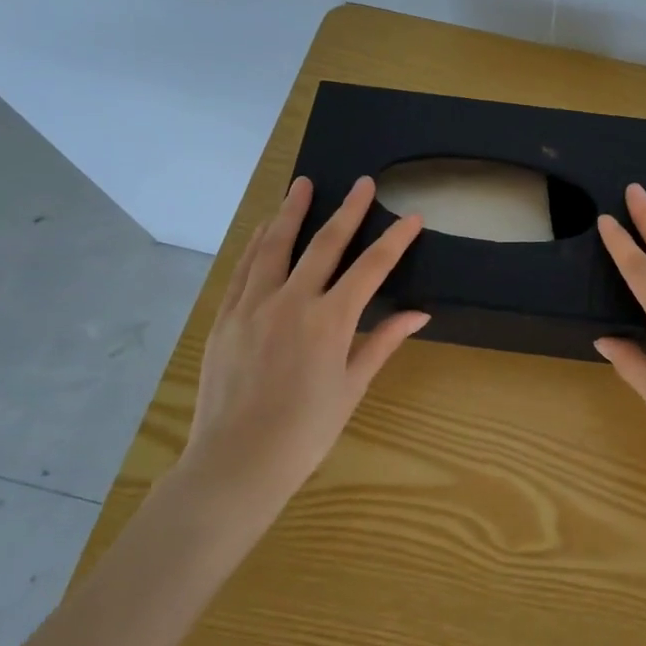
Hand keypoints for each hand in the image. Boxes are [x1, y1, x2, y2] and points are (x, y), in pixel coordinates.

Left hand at [178, 175, 429, 510]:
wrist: (236, 462)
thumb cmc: (305, 431)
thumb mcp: (352, 386)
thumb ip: (382, 341)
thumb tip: (419, 314)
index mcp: (330, 320)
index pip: (371, 267)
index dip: (395, 239)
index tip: (412, 217)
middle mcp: (292, 301)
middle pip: (325, 244)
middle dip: (348, 210)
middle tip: (362, 182)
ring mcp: (253, 305)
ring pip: (276, 246)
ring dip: (291, 212)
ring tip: (301, 185)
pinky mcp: (226, 316)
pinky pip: (244, 268)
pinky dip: (258, 243)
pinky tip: (265, 228)